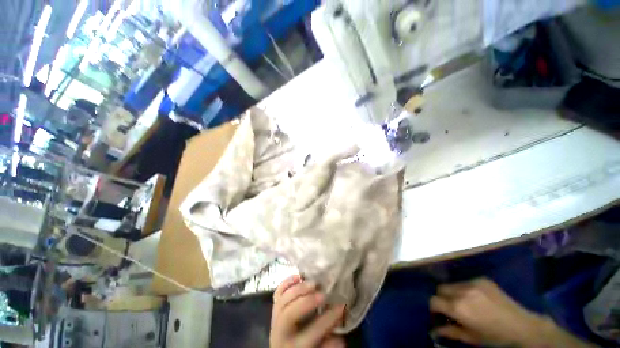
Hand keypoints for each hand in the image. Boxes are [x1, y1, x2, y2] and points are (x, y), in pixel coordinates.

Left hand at [271, 275, 345, 347]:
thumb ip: (328, 345)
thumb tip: (339, 337)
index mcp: (295, 346)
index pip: (313, 331)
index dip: (329, 318)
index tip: (342, 306)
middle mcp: (281, 332)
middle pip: (290, 314)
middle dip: (308, 301)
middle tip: (323, 293)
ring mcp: (275, 319)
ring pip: (282, 301)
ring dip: (298, 289)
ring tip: (313, 283)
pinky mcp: (274, 308)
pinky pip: (277, 293)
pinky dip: (287, 283)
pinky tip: (299, 276)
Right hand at [430, 278, 544, 346]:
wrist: (522, 326)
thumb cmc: (494, 336)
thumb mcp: (471, 338)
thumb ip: (450, 332)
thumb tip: (433, 331)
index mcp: (458, 308)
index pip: (434, 300)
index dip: (434, 308)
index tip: (439, 314)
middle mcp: (461, 292)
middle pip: (441, 289)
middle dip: (443, 298)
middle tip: (452, 308)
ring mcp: (472, 283)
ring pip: (453, 284)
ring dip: (454, 293)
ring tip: (466, 303)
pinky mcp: (482, 279)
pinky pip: (466, 282)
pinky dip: (467, 289)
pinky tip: (478, 298)